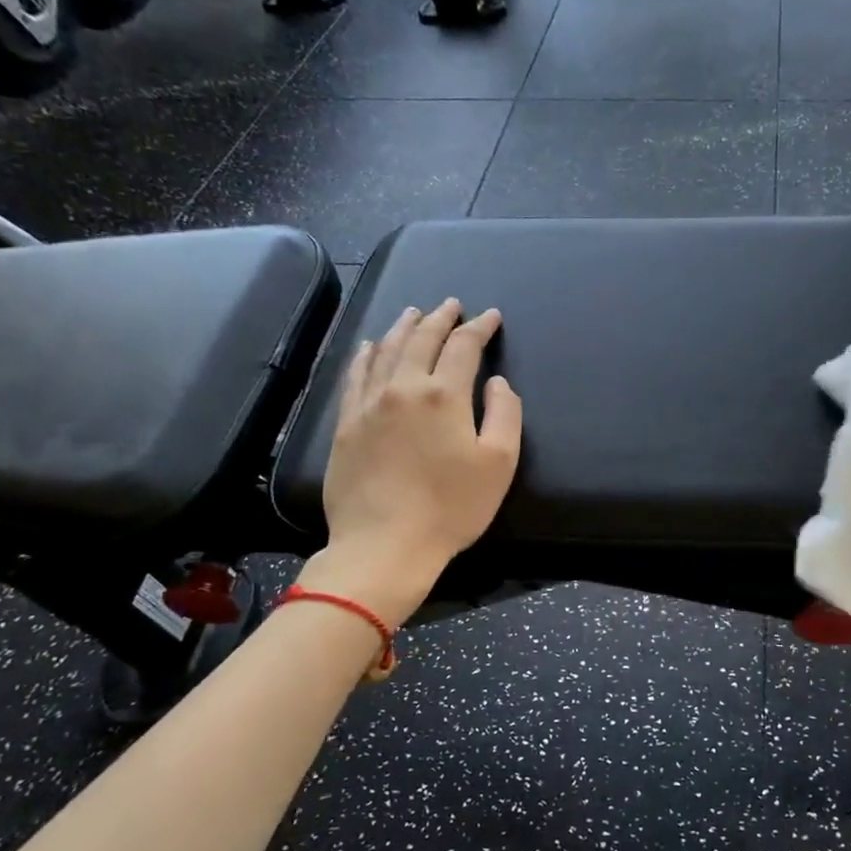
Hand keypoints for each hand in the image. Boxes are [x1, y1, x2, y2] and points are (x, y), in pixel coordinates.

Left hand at [306, 300, 521, 622]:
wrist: (384, 545)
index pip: (464, 347)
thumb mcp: (499, 463)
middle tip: (452, 306)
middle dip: (440, 318)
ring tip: (414, 313)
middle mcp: (403, 387)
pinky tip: (370, 346)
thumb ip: (505, 414)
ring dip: (403, 327)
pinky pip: (354, 376)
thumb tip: (496, 383)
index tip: (491, 317)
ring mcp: (368, 404)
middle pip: (422, 339)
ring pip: (386, 351)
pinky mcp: (345, 424)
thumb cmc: (452, 507)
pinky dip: (366, 355)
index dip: (480, 328)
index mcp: (444, 395)